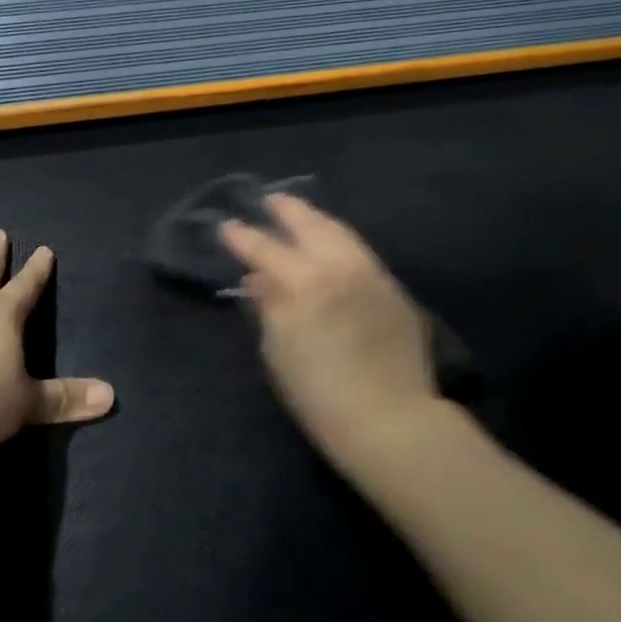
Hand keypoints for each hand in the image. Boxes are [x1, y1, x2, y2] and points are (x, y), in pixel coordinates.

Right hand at [219, 195, 441, 460]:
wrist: (390, 420)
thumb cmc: (319, 396)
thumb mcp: (278, 351)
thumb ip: (268, 305)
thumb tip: (258, 276)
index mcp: (304, 283)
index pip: (265, 248)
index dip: (242, 236)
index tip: (226, 226)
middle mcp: (340, 266)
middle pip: (309, 224)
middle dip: (287, 210)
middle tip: (271, 201)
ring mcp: (372, 273)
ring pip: (341, 232)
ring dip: (317, 220)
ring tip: (302, 215)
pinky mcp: (394, 288)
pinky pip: (362, 252)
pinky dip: (341, 241)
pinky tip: (334, 246)